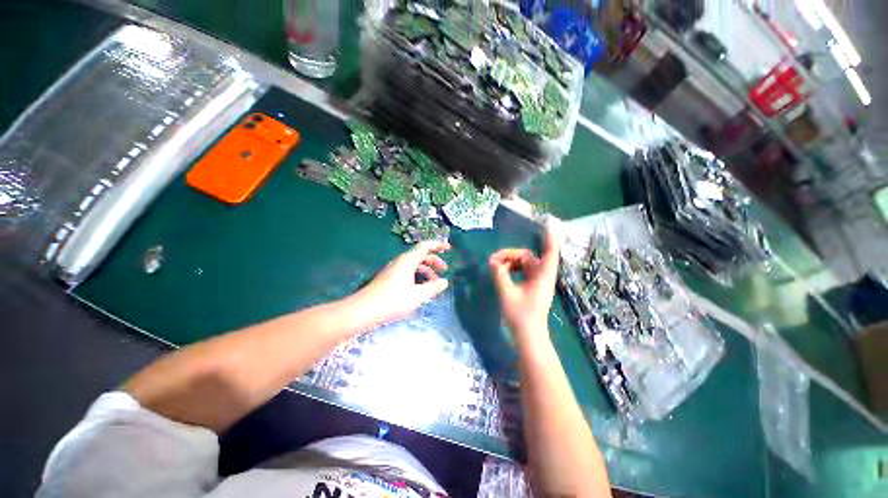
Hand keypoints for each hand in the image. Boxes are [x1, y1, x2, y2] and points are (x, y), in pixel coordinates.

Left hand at [354, 240, 450, 324]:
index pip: (425, 246)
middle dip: (434, 261)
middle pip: (420, 255)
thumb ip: (433, 287)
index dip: (438, 245)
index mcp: (408, 261)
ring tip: (434, 284)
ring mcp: (394, 270)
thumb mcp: (417, 295)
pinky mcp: (389, 279)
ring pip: (414, 265)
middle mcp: (400, 262)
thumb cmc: (393, 300)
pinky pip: (408, 273)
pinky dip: (418, 277)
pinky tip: (420, 289)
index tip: (449, 248)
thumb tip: (445, 282)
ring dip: (426, 271)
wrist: (364, 311)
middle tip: (444, 269)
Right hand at [489, 225, 559, 336]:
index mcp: (542, 275)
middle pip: (528, 256)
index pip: (550, 252)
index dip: (550, 237)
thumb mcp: (506, 292)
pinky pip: (522, 271)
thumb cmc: (520, 316)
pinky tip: (502, 273)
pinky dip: (512, 269)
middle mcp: (543, 276)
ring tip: (495, 267)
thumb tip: (492, 261)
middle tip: (493, 261)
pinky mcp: (533, 287)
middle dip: (511, 255)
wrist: (529, 337)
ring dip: (510, 262)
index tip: (548, 223)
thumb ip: (499, 274)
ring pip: (524, 264)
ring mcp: (538, 282)